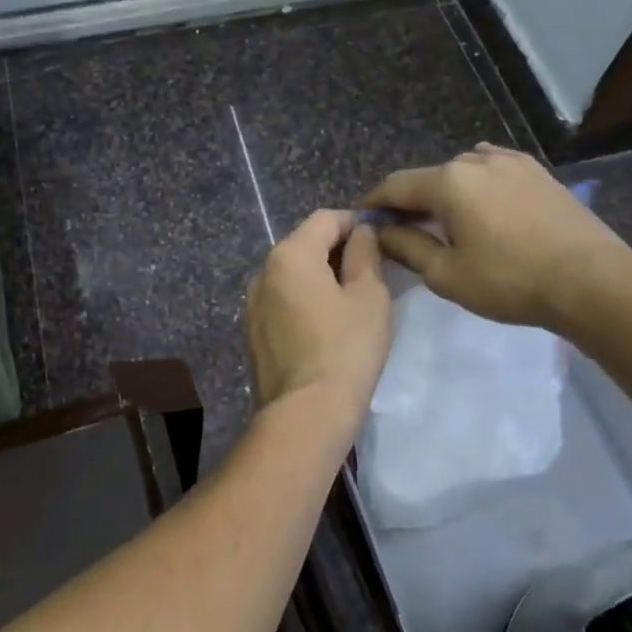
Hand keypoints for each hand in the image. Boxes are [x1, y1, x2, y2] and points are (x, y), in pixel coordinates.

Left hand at [245, 210, 391, 421]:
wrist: (305, 413)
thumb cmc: (346, 348)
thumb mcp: (369, 295)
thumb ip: (365, 253)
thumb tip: (360, 232)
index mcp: (289, 255)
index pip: (325, 219)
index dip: (355, 222)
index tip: (380, 239)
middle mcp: (263, 272)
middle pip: (304, 244)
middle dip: (337, 250)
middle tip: (371, 271)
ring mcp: (252, 304)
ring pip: (291, 275)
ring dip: (320, 277)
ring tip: (351, 300)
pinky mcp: (252, 332)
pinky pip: (282, 302)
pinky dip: (304, 301)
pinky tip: (325, 325)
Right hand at [360, 144, 631, 331]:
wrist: (591, 281)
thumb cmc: (509, 281)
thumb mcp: (446, 274)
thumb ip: (407, 247)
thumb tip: (382, 231)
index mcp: (448, 182)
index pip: (395, 185)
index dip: (373, 202)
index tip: (360, 219)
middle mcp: (477, 160)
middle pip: (429, 177)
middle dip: (410, 200)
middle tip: (400, 228)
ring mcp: (512, 162)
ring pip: (462, 170)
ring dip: (445, 191)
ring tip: (444, 219)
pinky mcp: (538, 173)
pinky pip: (493, 170)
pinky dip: (477, 184)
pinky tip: (482, 206)